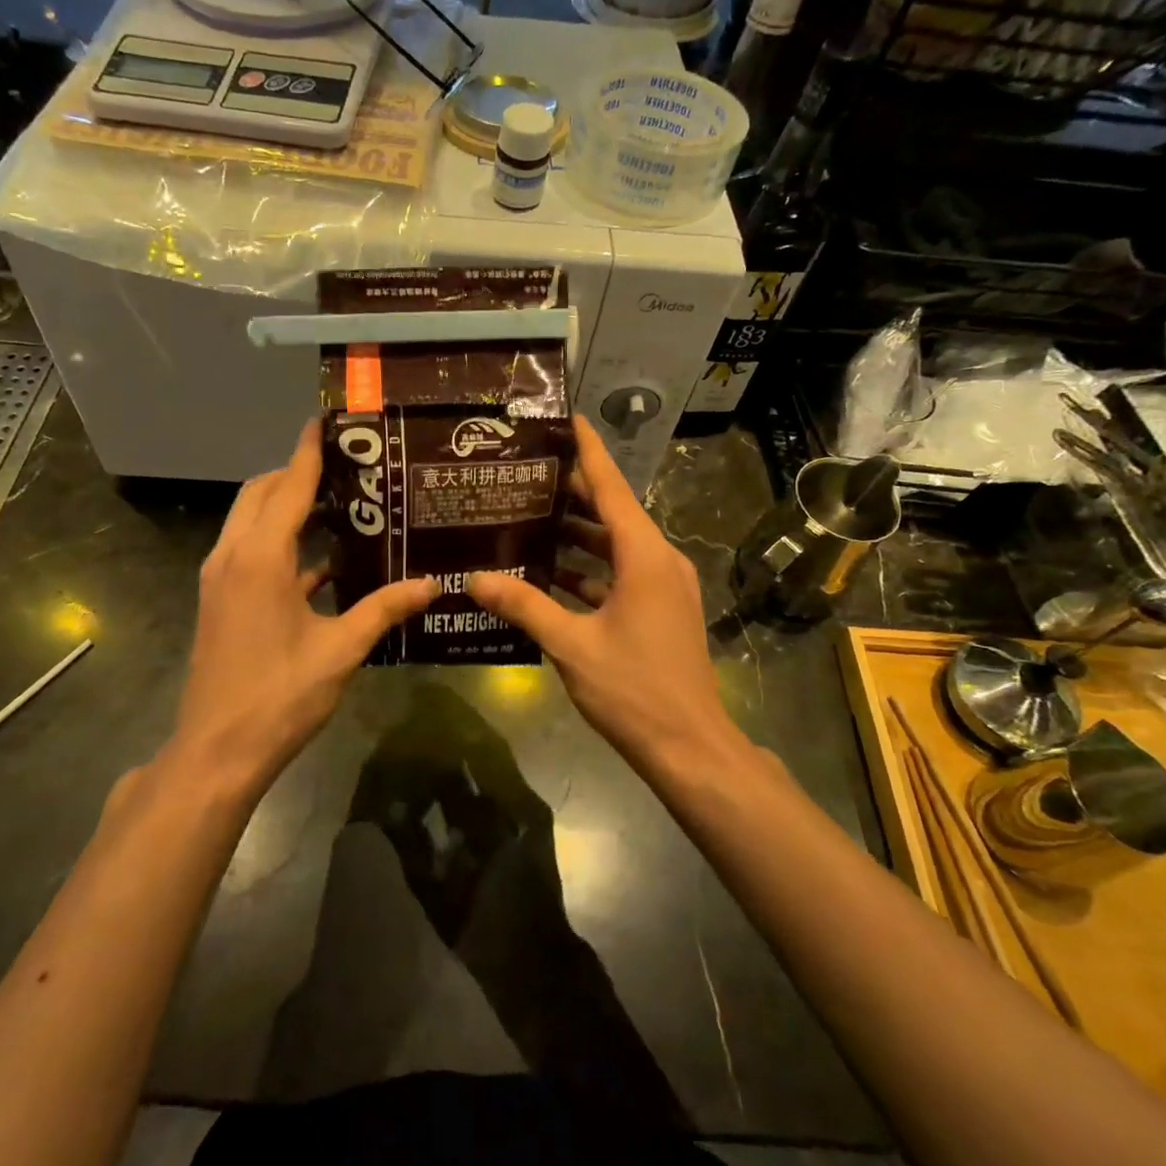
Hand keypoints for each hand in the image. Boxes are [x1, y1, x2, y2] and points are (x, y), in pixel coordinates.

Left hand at [169, 420, 435, 796]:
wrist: (216, 751)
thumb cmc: (279, 696)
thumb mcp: (340, 651)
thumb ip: (384, 609)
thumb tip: (433, 584)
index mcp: (261, 558)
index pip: (289, 486)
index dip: (309, 451)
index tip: (326, 420)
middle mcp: (233, 557)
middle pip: (262, 494)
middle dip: (297, 473)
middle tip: (346, 468)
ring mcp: (221, 580)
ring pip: (250, 521)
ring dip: (286, 507)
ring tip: (340, 506)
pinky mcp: (221, 601)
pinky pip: (250, 553)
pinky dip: (281, 544)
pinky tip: (323, 564)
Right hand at [468, 415, 741, 770]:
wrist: (690, 747)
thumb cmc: (634, 690)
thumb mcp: (572, 645)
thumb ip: (524, 605)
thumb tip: (475, 577)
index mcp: (644, 555)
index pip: (611, 487)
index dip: (588, 450)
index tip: (567, 418)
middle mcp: (659, 560)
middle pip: (612, 512)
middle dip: (571, 492)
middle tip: (524, 474)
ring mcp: (664, 586)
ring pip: (616, 545)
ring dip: (578, 533)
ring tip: (528, 517)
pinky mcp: (661, 609)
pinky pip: (621, 573)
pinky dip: (589, 568)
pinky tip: (550, 573)